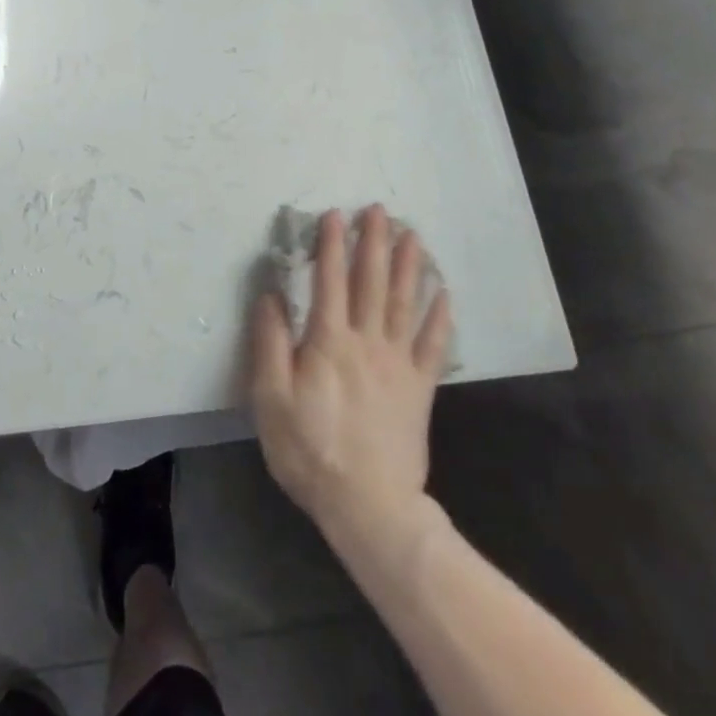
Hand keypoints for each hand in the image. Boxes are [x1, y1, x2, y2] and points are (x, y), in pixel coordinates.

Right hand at [249, 205, 452, 547]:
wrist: (368, 505)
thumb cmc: (310, 450)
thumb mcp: (270, 398)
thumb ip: (270, 343)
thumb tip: (272, 295)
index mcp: (328, 341)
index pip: (330, 280)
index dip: (332, 245)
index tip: (335, 214)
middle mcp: (367, 341)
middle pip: (372, 282)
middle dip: (374, 242)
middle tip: (379, 210)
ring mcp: (398, 363)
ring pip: (405, 303)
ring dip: (409, 266)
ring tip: (413, 235)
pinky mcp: (420, 388)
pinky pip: (433, 345)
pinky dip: (440, 317)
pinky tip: (444, 294)